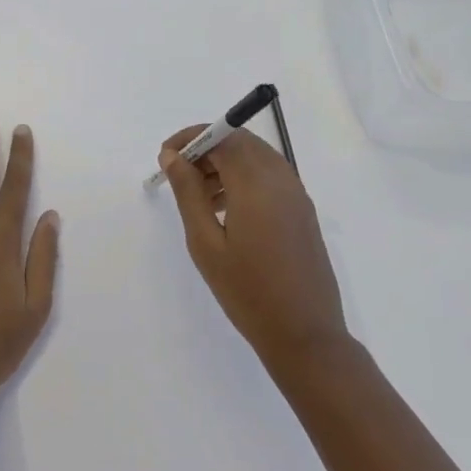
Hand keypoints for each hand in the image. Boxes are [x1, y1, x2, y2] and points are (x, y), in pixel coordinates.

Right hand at [159, 127, 349, 372]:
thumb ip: (188, 193)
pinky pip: (270, 176)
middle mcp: (281, 178)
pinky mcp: (303, 210)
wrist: (304, 333)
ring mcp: (296, 193)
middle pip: (241, 141)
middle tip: (179, 175)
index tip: (166, 157)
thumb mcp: (205, 242)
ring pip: (256, 157)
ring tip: (199, 197)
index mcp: (256, 183)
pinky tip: (226, 210)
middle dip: (207, 148)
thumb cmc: (247, 291)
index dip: (191, 138)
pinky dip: (244, 178)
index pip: (222, 136)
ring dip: (225, 163)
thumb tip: (173, 156)